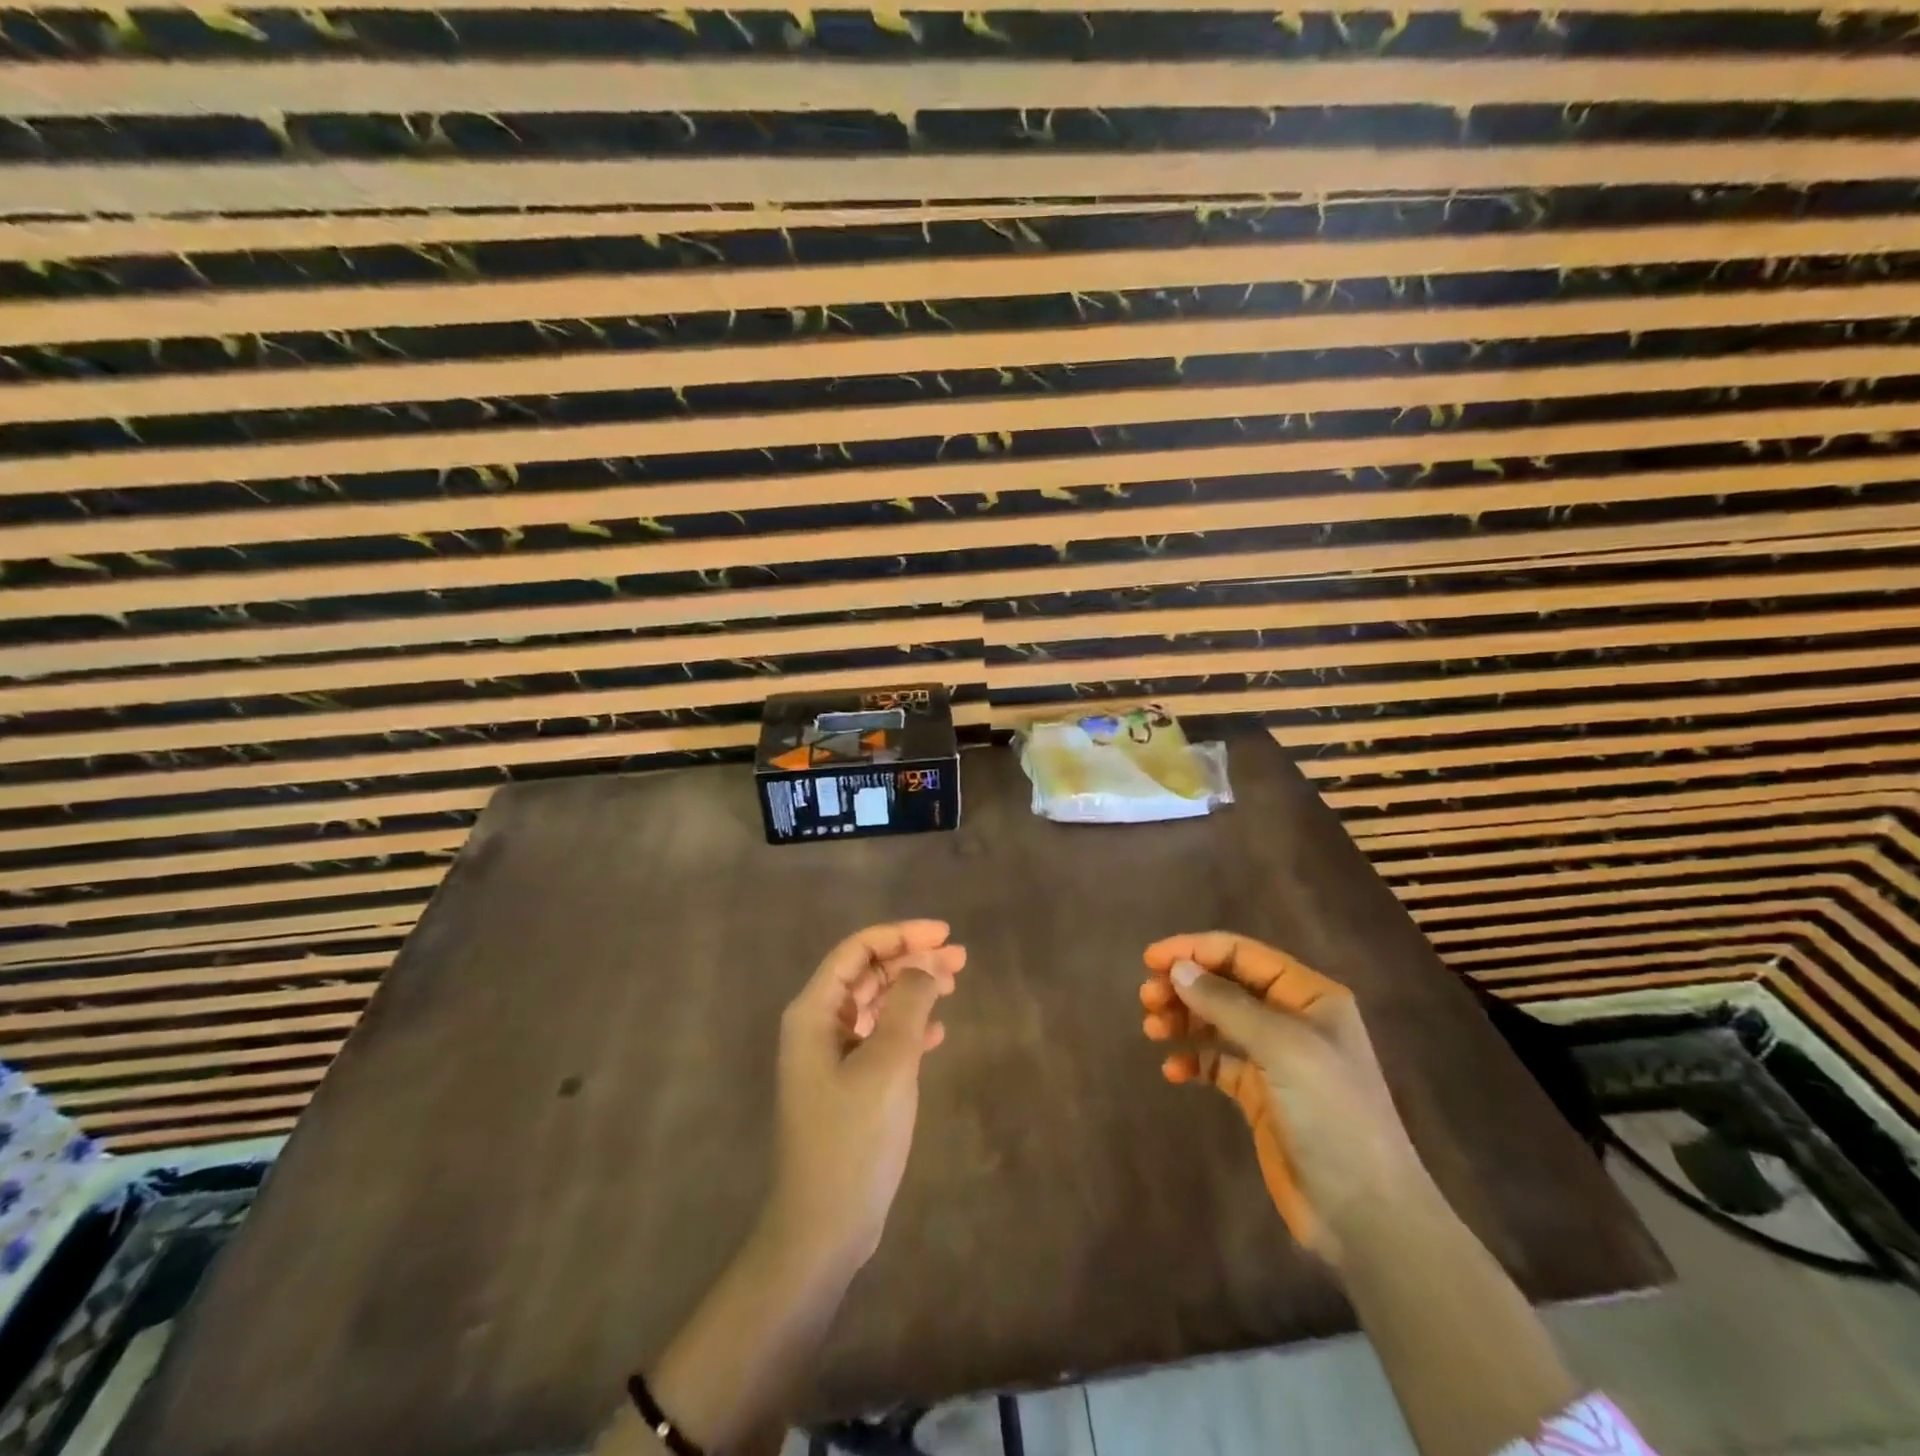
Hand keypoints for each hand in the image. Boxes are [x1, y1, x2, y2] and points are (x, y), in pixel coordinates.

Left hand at [766, 921, 966, 1278]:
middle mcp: (817, 1026)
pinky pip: (880, 1038)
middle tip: (961, 958)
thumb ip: (908, 1004)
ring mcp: (830, 1058)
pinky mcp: (847, 1086)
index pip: (858, 950)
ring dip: (914, 991)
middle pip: (869, 973)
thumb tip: (924, 965)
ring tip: (955, 985)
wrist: (823, 1227)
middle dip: (912, 960)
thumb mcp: (888, 1063)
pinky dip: (908, 1028)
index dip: (901, 935)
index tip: (944, 934)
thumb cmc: (853, 1138)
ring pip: (877, 1004)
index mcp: (814, 1012)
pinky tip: (937, 1033)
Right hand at [1139, 932, 1424, 1263]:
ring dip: (1184, 1019)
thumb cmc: (1332, 1114)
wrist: (1366, 1215)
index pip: (1243, 954)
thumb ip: (1226, 1003)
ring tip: (1152, 1029)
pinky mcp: (1262, 1097)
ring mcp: (1277, 1060)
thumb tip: (1178, 968)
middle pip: (1226, 985)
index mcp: (1309, 996)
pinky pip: (1218, 1064)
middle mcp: (1293, 1020)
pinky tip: (1173, 1071)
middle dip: (1185, 986)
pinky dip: (1194, 1061)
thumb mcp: (1282, 1047)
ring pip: (1218, 1022)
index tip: (1151, 960)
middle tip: (1147, 999)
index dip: (1195, 950)